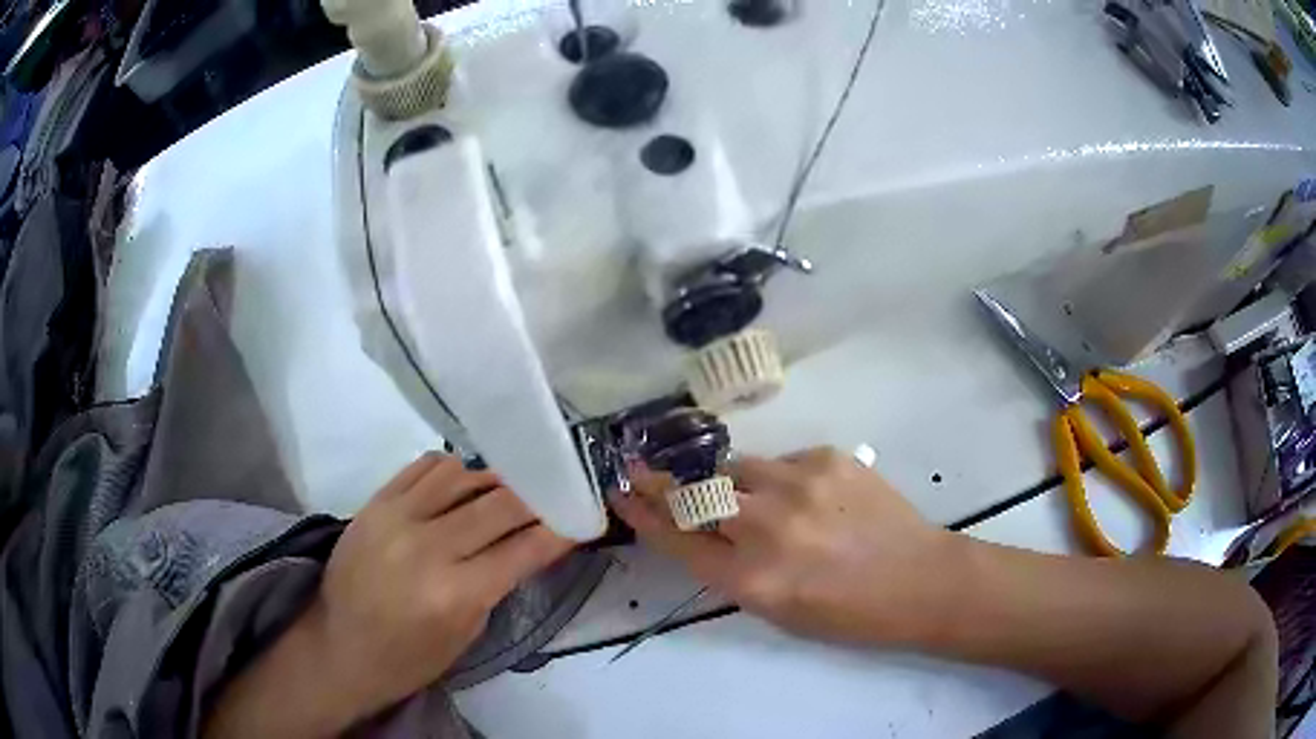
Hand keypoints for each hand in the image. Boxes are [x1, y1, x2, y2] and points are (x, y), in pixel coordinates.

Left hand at [206, 454, 574, 737]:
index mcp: (456, 592)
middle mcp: (427, 546)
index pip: (524, 548)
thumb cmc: (409, 657)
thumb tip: (529, 544)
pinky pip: (424, 467)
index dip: (561, 529)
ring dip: (496, 478)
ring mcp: (396, 516)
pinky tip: (467, 478)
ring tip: (513, 483)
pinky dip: (453, 468)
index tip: (583, 515)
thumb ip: (498, 584)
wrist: (339, 645)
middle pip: (499, 504)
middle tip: (557, 491)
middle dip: (537, 497)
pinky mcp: (375, 501)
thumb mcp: (466, 634)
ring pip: (463, 475)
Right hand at [611, 447, 956, 644]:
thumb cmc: (848, 614)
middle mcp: (767, 526)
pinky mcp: (827, 458)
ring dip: (727, 480)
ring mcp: (800, 484)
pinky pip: (780, 462)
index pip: (677, 537)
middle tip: (640, 467)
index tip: (620, 492)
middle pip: (694, 492)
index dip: (642, 513)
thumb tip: (702, 530)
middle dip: (660, 480)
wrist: (919, 580)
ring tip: (744, 496)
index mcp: (752, 579)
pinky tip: (804, 499)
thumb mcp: (777, 610)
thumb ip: (732, 570)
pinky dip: (778, 479)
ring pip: (735, 467)